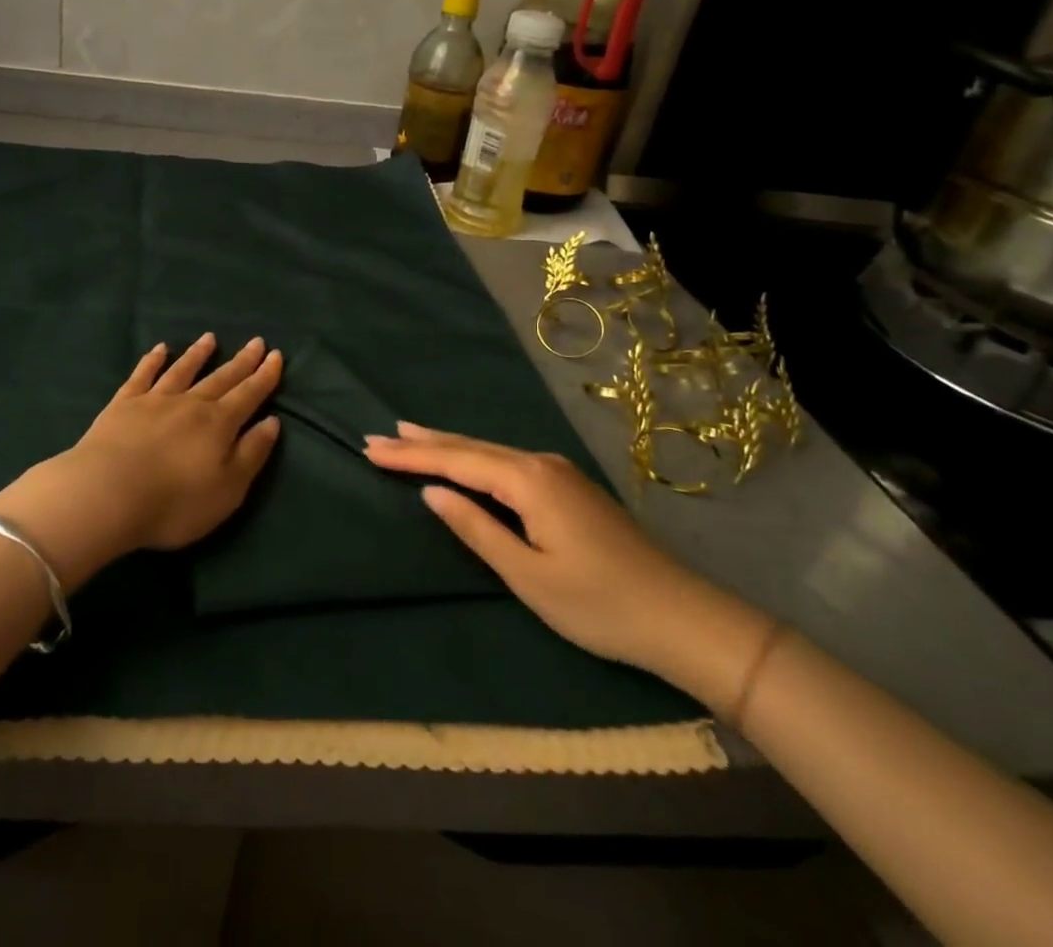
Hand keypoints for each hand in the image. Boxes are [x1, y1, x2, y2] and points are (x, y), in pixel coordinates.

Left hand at [0, 335, 282, 588]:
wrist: (107, 494)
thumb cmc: (174, 502)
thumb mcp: (228, 489)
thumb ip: (251, 454)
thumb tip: (272, 422)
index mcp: (219, 424)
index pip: (248, 395)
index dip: (265, 377)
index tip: (276, 356)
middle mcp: (190, 404)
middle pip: (221, 378)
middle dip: (241, 361)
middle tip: (256, 342)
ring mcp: (155, 400)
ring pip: (183, 370)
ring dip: (198, 354)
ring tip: (210, 338)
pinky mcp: (123, 404)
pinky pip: (142, 375)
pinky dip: (152, 361)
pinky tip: (160, 349)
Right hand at [365, 422, 773, 708]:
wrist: (684, 618)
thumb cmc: (600, 605)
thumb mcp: (528, 575)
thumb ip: (476, 529)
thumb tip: (432, 492)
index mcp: (527, 480)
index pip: (455, 460)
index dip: (410, 456)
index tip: (369, 448)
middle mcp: (540, 463)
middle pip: (469, 447)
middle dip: (421, 442)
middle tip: (378, 435)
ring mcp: (557, 471)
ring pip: (489, 451)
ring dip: (446, 445)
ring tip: (408, 435)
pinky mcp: (568, 486)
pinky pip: (506, 461)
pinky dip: (474, 456)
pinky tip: (463, 456)